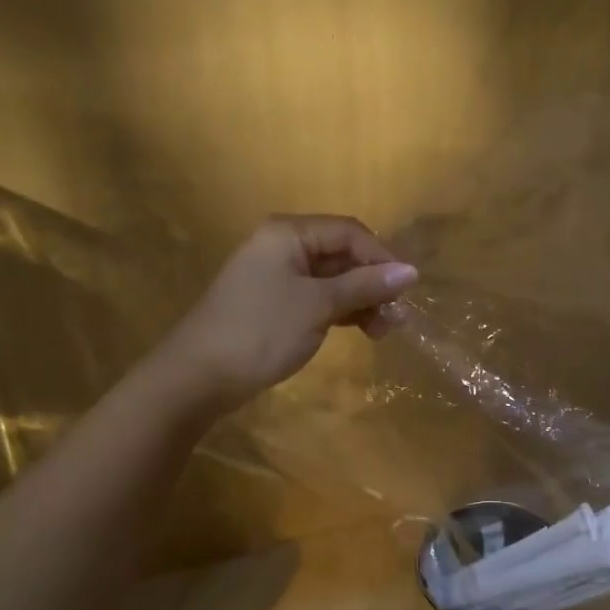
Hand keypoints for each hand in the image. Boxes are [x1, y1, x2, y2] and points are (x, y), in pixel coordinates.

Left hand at [167, 214, 416, 414]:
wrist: (198, 377)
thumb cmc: (261, 331)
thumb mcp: (318, 306)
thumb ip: (365, 286)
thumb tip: (412, 271)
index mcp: (289, 234)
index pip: (349, 233)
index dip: (382, 258)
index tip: (407, 290)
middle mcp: (283, 246)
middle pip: (342, 255)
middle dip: (374, 284)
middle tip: (397, 319)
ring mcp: (277, 276)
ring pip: (333, 280)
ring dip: (362, 301)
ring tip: (383, 332)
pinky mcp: (275, 304)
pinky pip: (318, 298)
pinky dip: (341, 311)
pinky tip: (361, 330)